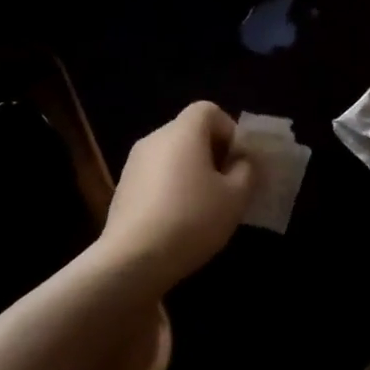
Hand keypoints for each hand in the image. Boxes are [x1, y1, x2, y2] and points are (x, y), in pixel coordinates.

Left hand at [97, 101, 254, 290]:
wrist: (133, 258)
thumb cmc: (192, 219)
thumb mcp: (235, 197)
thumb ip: (246, 171)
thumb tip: (240, 161)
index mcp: (183, 132)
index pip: (208, 110)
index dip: (229, 130)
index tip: (238, 161)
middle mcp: (155, 139)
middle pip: (189, 132)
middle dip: (212, 153)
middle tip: (228, 186)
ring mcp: (134, 163)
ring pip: (172, 156)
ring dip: (191, 172)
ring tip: (205, 207)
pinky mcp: (123, 188)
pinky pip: (156, 176)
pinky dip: (171, 188)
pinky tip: (179, 220)